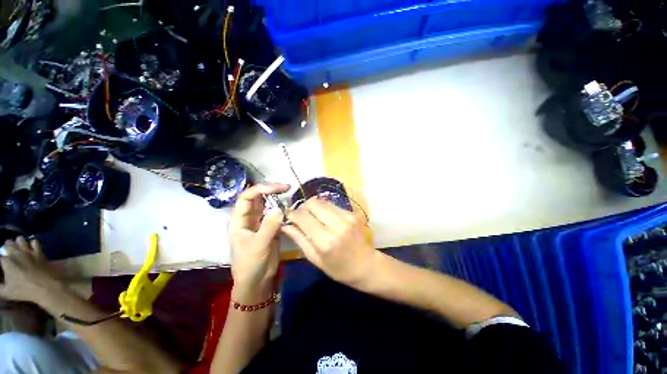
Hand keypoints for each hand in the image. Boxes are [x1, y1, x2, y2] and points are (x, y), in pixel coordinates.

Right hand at [0, 237, 60, 303]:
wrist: (45, 287)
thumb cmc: (24, 290)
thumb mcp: (6, 292)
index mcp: (6, 262)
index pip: (0, 255)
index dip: (1, 258)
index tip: (2, 261)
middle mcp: (16, 254)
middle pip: (9, 244)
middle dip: (7, 246)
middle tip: (7, 250)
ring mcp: (28, 252)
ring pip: (21, 240)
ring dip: (18, 242)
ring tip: (17, 245)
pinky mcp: (39, 252)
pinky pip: (35, 242)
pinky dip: (32, 243)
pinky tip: (31, 246)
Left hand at [228, 183, 289, 300]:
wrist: (257, 281)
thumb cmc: (250, 264)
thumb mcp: (258, 245)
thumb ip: (268, 226)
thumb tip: (280, 208)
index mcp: (239, 220)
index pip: (247, 197)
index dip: (261, 189)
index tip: (277, 188)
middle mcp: (249, 218)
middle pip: (257, 198)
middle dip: (270, 190)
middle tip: (287, 187)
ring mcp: (260, 222)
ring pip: (267, 204)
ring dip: (277, 198)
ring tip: (289, 193)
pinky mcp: (270, 227)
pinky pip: (275, 214)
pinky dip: (282, 208)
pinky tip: (290, 206)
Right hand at [282, 198, 376, 286]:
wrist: (366, 265)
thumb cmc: (339, 268)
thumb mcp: (315, 259)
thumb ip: (299, 239)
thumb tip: (285, 225)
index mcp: (325, 240)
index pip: (303, 217)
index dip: (292, 213)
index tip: (287, 215)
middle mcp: (337, 224)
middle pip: (313, 203)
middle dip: (303, 207)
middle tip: (300, 217)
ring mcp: (346, 216)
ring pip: (322, 201)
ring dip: (313, 207)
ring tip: (312, 218)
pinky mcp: (351, 212)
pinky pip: (331, 205)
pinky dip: (323, 209)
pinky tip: (324, 219)